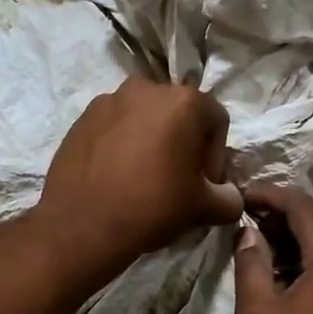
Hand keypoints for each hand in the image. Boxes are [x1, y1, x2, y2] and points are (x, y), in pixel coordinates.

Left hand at [36, 78, 243, 277]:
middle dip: (184, 145)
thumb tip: (230, 197)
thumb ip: (230, 198)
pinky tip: (118, 176)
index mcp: (184, 100)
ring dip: (152, 142)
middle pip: (179, 115)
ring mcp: (110, 99)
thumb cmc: (153, 206)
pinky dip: (123, 145)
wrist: (82, 224)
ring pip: (145, 119)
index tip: (204, 186)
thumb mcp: (205, 208)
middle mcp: (147, 88)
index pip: (216, 122)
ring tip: (144, 179)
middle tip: (178, 181)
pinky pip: (115, 127)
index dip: (216, 156)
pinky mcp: (82, 117)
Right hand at [233, 183, 312, 313]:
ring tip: (270, 238)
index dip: (271, 194)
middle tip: (257, 217)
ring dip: (306, 225)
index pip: (303, 206)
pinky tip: (291, 264)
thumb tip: (248, 232)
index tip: (243, 196)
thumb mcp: (256, 312)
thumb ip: (251, 263)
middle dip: (291, 206)